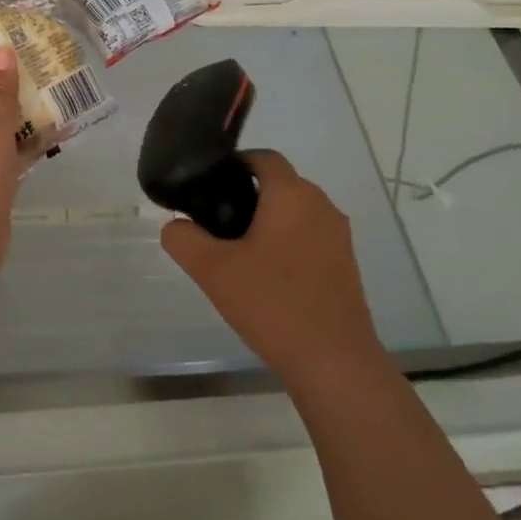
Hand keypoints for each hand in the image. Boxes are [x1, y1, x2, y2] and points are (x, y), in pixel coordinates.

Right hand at [161, 150, 382, 394]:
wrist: (334, 362)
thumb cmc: (272, 304)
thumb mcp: (212, 270)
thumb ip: (183, 239)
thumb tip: (175, 225)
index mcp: (292, 194)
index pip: (263, 157)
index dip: (235, 163)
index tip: (211, 185)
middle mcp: (321, 205)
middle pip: (280, 184)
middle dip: (248, 196)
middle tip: (217, 224)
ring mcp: (338, 235)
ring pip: (296, 212)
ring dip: (269, 222)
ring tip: (239, 253)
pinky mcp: (346, 264)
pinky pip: (310, 237)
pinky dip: (288, 244)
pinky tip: (268, 278)